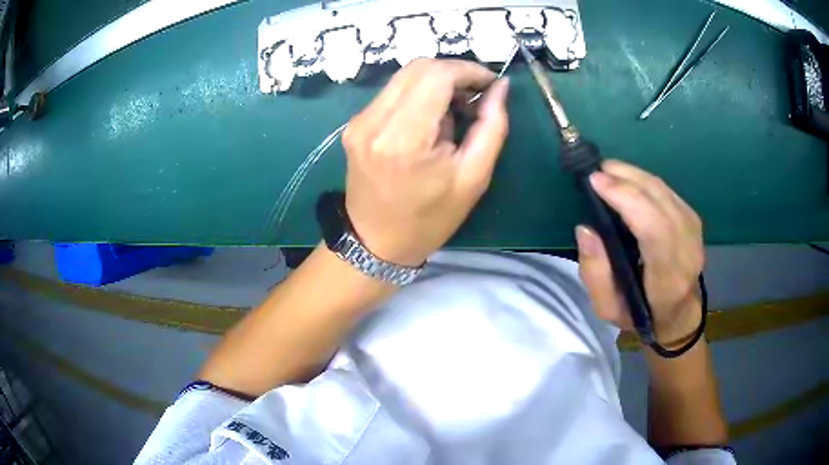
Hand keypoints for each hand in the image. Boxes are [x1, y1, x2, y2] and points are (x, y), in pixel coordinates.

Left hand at [342, 58, 509, 265]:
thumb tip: (501, 87)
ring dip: (436, 83)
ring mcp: (358, 121)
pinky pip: (392, 92)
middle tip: (475, 97)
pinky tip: (430, 120)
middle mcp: (373, 121)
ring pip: (404, 76)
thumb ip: (492, 126)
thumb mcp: (473, 177)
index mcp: (404, 138)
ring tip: (454, 112)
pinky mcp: (354, 124)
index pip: (436, 74)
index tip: (490, 84)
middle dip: (454, 73)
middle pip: (418, 67)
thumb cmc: (430, 219)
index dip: (468, 70)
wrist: (377, 242)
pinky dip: (418, 95)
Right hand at [576, 160, 703, 345]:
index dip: (627, 198)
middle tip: (597, 171)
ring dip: (635, 175)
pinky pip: (667, 191)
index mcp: (668, 278)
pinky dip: (645, 181)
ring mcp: (694, 232)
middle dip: (626, 179)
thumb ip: (595, 273)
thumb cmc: (640, 314)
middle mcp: (687, 250)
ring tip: (609, 171)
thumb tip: (586, 229)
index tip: (596, 182)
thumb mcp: (608, 309)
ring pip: (664, 191)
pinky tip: (629, 181)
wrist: (678, 313)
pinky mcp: (693, 220)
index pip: (654, 229)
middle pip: (660, 201)